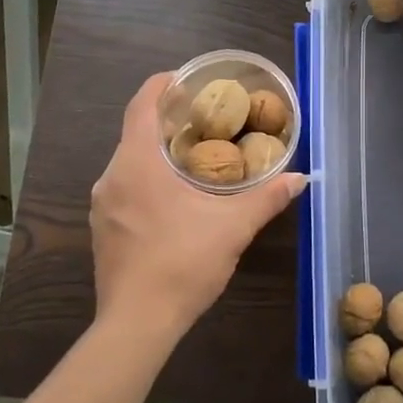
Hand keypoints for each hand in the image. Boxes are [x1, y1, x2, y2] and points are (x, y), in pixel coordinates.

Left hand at [90, 72, 304, 340]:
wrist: (137, 324)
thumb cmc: (183, 263)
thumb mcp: (233, 227)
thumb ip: (267, 198)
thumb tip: (300, 178)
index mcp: (138, 163)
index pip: (141, 105)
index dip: (160, 85)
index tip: (184, 78)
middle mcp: (112, 177)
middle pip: (135, 132)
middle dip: (166, 120)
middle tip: (203, 118)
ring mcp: (103, 205)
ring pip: (129, 162)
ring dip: (157, 152)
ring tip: (194, 155)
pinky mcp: (103, 230)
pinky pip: (125, 188)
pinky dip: (147, 179)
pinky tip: (174, 196)